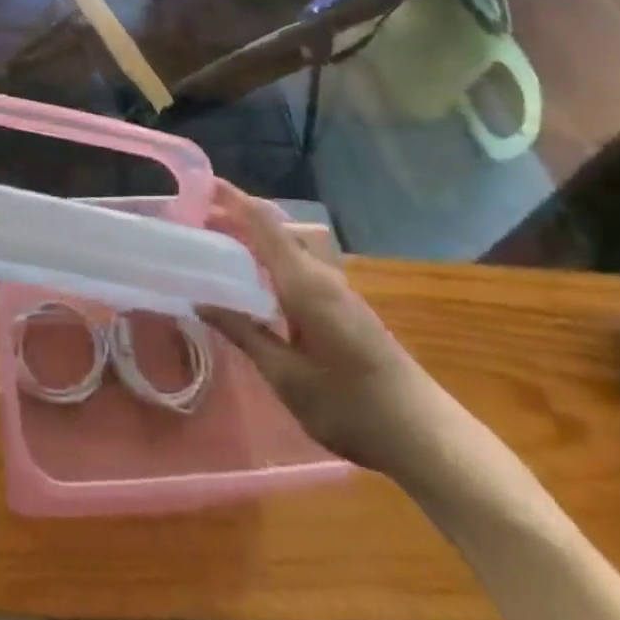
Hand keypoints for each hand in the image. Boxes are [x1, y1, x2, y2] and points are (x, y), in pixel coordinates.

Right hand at [202, 182, 457, 477]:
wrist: (423, 435)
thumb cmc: (350, 405)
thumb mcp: (286, 376)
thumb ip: (243, 332)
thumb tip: (200, 302)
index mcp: (304, 281)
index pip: (263, 222)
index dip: (232, 198)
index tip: (201, 184)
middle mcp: (320, 274)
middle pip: (274, 229)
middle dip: (236, 218)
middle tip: (196, 223)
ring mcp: (335, 289)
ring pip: (287, 247)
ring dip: (253, 239)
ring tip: (218, 249)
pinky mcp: (343, 305)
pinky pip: (298, 265)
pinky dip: (269, 259)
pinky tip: (254, 283)